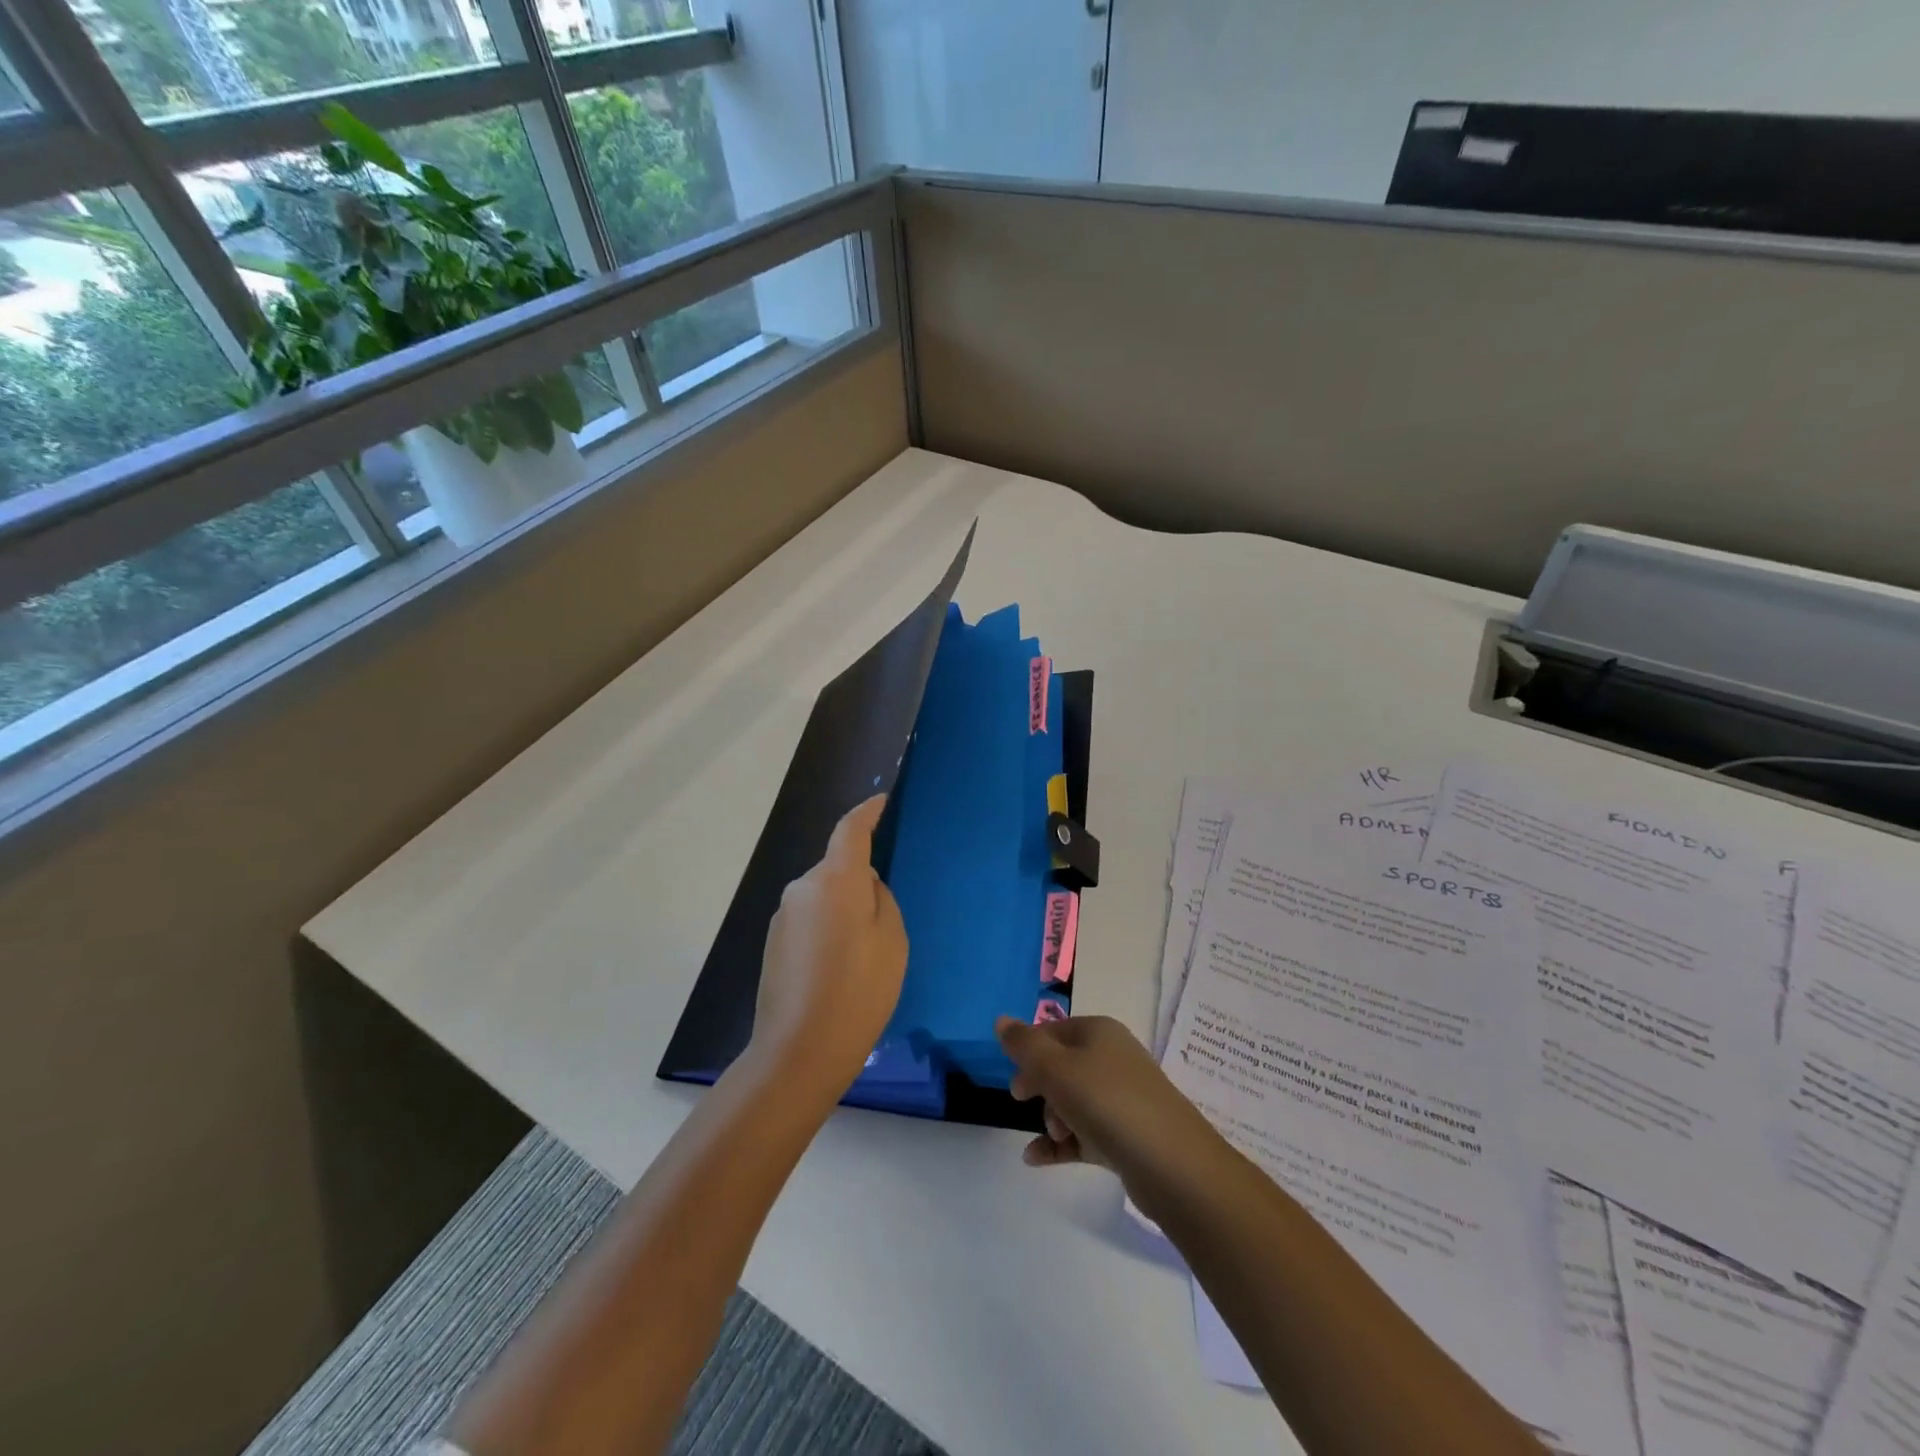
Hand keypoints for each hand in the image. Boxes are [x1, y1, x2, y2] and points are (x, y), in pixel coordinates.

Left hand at [750, 795, 907, 1102]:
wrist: (799, 1052)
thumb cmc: (858, 991)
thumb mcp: (891, 940)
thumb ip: (880, 899)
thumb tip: (863, 887)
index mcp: (835, 880)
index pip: (850, 829)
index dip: (868, 812)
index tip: (881, 801)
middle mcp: (802, 888)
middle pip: (837, 867)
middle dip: (860, 879)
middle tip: (886, 917)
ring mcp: (783, 916)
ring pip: (824, 896)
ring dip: (843, 909)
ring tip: (864, 953)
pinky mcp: (773, 943)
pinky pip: (810, 920)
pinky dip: (827, 929)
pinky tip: (839, 968)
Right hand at [996, 1014, 1219, 1183]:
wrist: (1172, 1164)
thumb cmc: (1107, 1102)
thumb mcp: (1056, 1068)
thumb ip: (1024, 1045)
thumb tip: (1001, 1020)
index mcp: (1099, 1032)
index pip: (1052, 1031)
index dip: (1029, 1052)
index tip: (1015, 1079)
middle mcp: (1112, 1058)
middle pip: (1062, 1065)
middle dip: (1040, 1086)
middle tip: (1023, 1102)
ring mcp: (1123, 1097)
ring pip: (1073, 1100)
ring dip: (1052, 1118)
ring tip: (1054, 1137)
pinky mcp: (1127, 1134)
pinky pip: (1085, 1132)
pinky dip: (1061, 1144)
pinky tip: (1035, 1160)